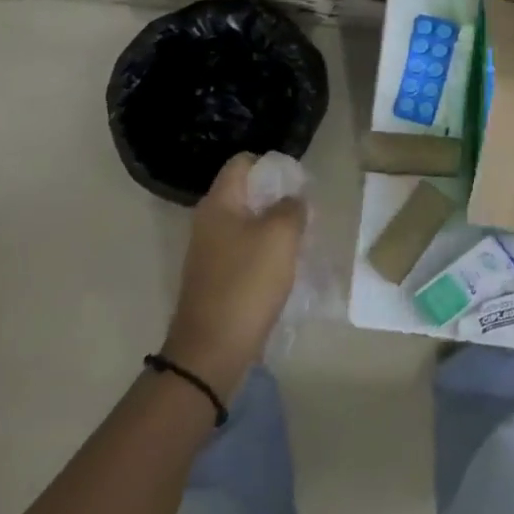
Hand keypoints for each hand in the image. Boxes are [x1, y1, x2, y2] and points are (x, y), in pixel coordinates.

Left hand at [162, 153, 306, 401]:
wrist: (212, 350)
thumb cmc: (246, 283)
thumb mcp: (280, 236)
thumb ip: (291, 207)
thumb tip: (293, 199)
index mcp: (218, 203)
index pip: (242, 163)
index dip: (271, 165)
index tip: (297, 181)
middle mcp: (208, 221)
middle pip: (246, 193)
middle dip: (277, 198)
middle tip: (305, 212)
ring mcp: (209, 252)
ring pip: (247, 224)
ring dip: (273, 228)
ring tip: (300, 240)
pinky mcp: (216, 279)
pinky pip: (244, 252)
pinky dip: (264, 253)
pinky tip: (284, 268)